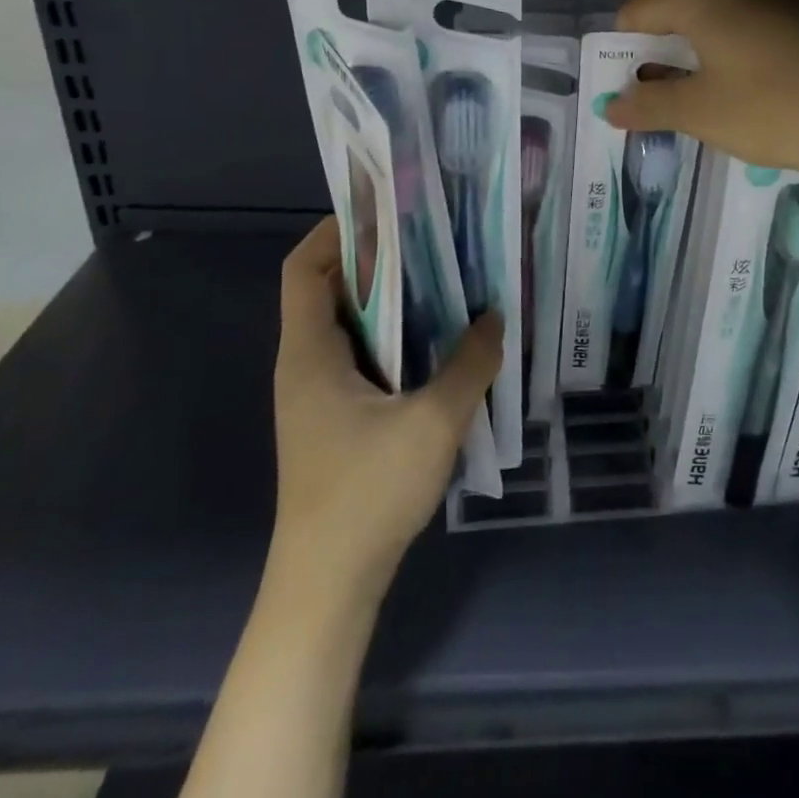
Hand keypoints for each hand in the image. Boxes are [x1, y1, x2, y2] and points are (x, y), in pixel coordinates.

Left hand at [273, 218, 501, 586]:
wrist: (328, 587)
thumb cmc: (367, 494)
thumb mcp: (433, 422)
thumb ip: (470, 364)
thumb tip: (496, 317)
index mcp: (310, 353)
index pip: (303, 268)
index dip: (336, 231)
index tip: (388, 210)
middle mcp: (305, 364)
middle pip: (329, 289)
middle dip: (377, 258)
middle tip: (433, 239)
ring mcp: (318, 395)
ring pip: (348, 325)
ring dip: (389, 300)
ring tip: (444, 279)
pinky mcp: (334, 419)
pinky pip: (361, 356)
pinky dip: (393, 336)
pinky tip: (437, 341)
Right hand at [606, 0, 798, 183]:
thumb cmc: (777, 110)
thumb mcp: (702, 114)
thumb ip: (649, 105)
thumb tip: (611, 106)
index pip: (636, 14)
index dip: (625, 54)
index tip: (634, 94)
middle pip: (677, 10)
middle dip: (664, 54)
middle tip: (671, 100)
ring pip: (719, 16)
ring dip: (703, 53)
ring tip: (713, 99)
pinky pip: (756, 23)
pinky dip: (741, 49)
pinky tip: (760, 87)